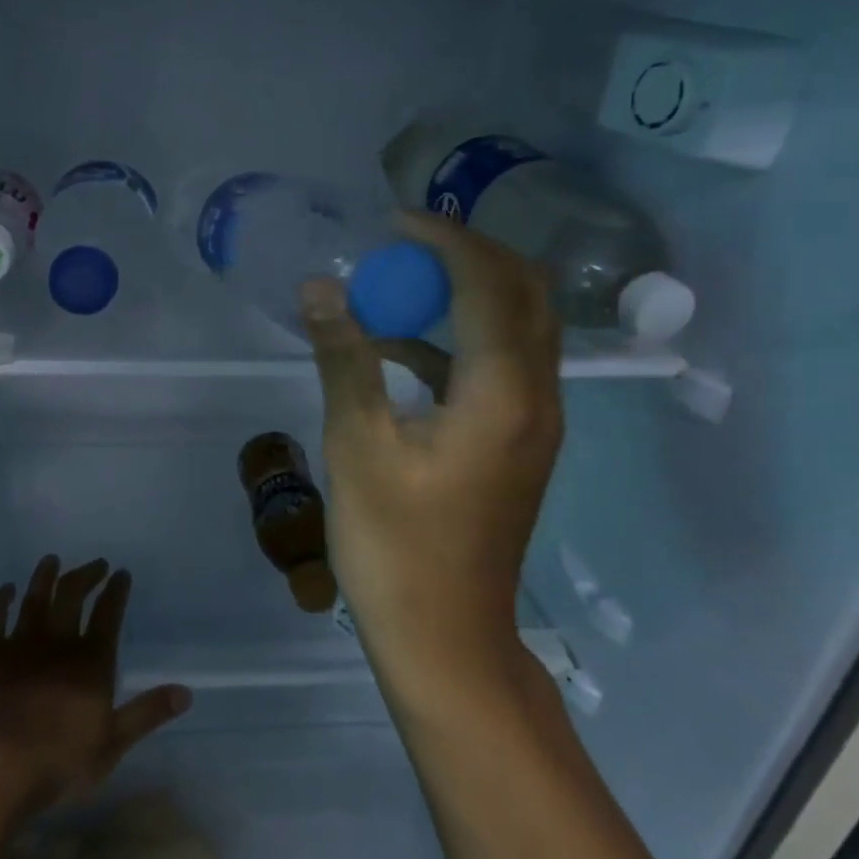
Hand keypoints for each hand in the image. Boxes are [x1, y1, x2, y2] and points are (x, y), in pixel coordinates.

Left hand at [0, 556, 190, 811]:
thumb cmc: (58, 763)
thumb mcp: (112, 745)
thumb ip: (147, 714)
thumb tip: (186, 692)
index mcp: (91, 661)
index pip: (108, 614)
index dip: (116, 591)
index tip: (122, 573)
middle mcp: (58, 642)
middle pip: (73, 595)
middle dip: (87, 575)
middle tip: (96, 563)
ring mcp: (20, 644)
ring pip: (35, 598)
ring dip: (45, 576)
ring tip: (52, 560)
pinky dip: (0, 600)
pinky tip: (4, 590)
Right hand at [301, 212, 563, 698]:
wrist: (446, 637)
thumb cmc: (395, 546)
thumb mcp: (357, 445)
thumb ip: (344, 358)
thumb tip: (321, 286)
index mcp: (503, 393)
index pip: (488, 284)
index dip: (444, 240)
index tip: (393, 221)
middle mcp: (537, 398)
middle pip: (523, 294)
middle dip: (468, 255)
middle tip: (405, 244)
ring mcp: (535, 423)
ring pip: (518, 328)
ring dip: (467, 294)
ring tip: (400, 285)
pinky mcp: (518, 443)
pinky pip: (500, 366)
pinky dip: (459, 340)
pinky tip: (402, 352)